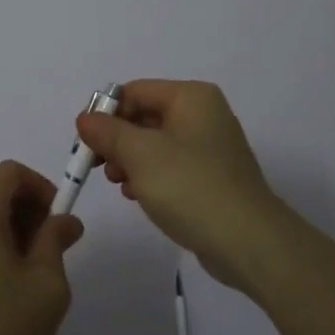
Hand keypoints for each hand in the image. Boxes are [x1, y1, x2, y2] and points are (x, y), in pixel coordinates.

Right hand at [77, 79, 295, 292]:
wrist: (249, 242)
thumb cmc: (191, 187)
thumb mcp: (140, 155)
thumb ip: (108, 132)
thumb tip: (85, 118)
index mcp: (191, 97)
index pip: (134, 91)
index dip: (105, 114)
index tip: (85, 143)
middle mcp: (203, 114)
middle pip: (144, 116)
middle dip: (117, 140)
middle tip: (100, 167)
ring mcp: (211, 146)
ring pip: (155, 143)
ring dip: (130, 161)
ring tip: (121, 185)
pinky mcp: (212, 176)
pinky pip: (171, 166)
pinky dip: (150, 176)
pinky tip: (139, 196)